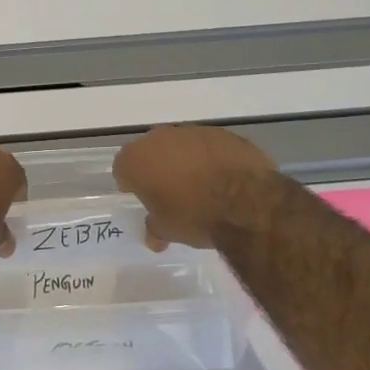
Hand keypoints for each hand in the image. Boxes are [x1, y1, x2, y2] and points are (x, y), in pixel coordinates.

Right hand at [113, 125, 282, 251]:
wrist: (246, 201)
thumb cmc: (194, 216)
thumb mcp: (168, 230)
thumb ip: (154, 228)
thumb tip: (153, 238)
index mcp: (137, 159)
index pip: (122, 169)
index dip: (131, 184)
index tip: (143, 198)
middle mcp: (159, 138)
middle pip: (151, 152)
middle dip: (157, 168)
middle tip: (170, 192)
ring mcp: (192, 132)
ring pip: (180, 145)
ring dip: (185, 161)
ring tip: (200, 186)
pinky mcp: (222, 133)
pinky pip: (208, 146)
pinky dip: (211, 159)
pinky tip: (223, 179)